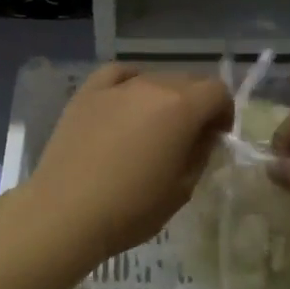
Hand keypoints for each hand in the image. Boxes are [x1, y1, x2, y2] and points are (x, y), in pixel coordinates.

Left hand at [27, 65, 233, 256]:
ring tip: (153, 126)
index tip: (216, 137)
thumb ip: (200, 154)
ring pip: (153, 78)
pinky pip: (117, 75)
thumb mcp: (182, 189)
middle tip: (188, 136)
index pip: (217, 91)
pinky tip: (126, 102)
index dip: (224, 112)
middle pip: (187, 80)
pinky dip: (130, 83)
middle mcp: (151, 86)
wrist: (65, 213)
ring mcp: (116, 86)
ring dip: (164, 97)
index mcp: (181, 108)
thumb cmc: (130, 209)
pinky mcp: (86, 93)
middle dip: (196, 103)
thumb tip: (203, 135)